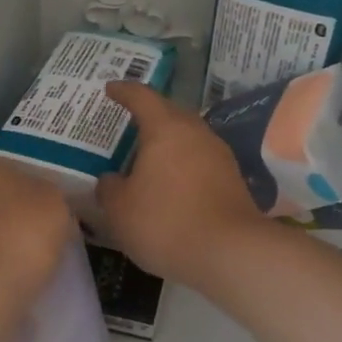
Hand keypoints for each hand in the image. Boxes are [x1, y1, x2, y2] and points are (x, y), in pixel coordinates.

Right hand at [96, 82, 266, 286]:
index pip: (142, 97)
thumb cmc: (166, 222)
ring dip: (169, 141)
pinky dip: (182, 164)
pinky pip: (200, 160)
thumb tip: (111, 180)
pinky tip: (171, 182)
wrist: (230, 253)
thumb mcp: (120, 209)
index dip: (124, 91)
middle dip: (150, 114)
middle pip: (170, 113)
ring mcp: (219, 155)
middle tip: (129, 121)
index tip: (110, 89)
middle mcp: (196, 133)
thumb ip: (110, 189)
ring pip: (188, 137)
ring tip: (148, 154)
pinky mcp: (232, 179)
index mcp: (166, 129)